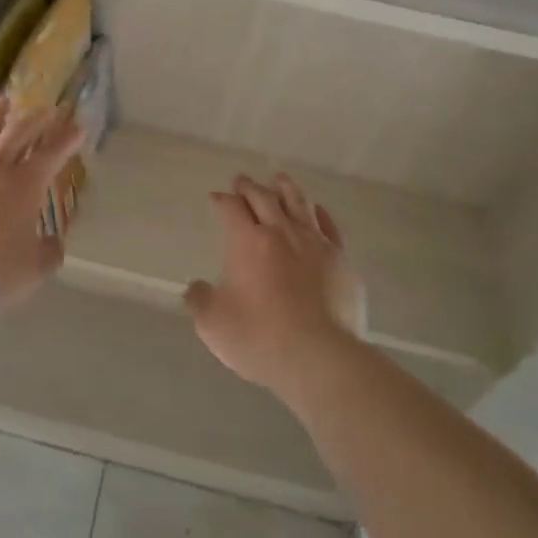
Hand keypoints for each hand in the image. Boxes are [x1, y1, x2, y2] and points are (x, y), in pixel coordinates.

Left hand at [0, 97, 84, 313]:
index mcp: (25, 185)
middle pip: (17, 134)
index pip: (51, 154)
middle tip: (46, 108)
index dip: (67, 139)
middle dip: (35, 119)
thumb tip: (53, 243)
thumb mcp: (34, 269)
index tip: (78, 125)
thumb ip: (48, 253)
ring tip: (2, 103)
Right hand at [183, 173, 363, 397]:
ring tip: (279, 179)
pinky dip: (319, 213)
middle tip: (241, 180)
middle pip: (264, 199)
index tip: (216, 197)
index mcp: (248, 242)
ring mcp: (315, 244)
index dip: (221, 200)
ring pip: (299, 204)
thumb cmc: (260, 338)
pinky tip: (316, 210)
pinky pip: (329, 226)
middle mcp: (282, 233)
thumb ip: (200, 300)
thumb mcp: (213, 324)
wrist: (321, 358)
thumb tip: (197, 288)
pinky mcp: (341, 261)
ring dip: (285, 189)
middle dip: (249, 187)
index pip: (231, 209)